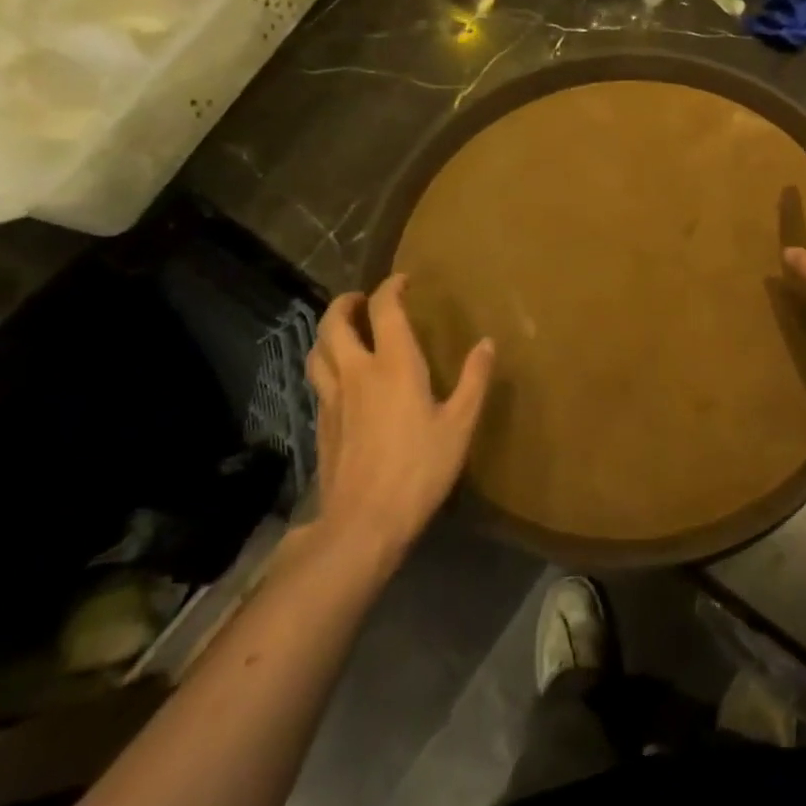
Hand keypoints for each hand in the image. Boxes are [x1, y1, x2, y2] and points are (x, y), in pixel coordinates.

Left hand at [305, 275, 493, 567]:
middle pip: (335, 323)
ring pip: (318, 350)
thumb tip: (487, 343)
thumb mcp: (460, 424)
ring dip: (328, 331)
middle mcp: (357, 372)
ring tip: (343, 330)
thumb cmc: (420, 468)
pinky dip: (326, 364)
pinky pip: (318, 379)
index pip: (384, 309)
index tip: (403, 281)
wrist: (363, 523)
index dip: (391, 288)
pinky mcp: (321, 424)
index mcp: (394, 364)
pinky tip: (340, 377)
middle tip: (362, 299)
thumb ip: (474, 380)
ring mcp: (333, 398)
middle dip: (346, 303)